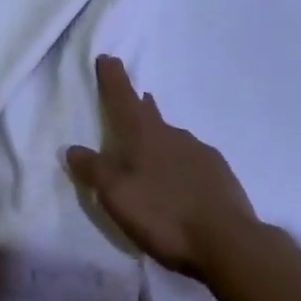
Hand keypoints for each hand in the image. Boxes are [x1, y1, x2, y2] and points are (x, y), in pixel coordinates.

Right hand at [66, 54, 257, 278]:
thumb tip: (72, 148)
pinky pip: (193, 160)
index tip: (108, 57)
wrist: (228, 242)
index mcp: (143, 134)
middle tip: (136, 97)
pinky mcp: (220, 174)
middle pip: (149, 113)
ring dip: (161, 136)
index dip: (113, 78)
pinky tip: (182, 180)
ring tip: (153, 147)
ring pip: (173, 137)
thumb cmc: (164, 214)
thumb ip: (93, 170)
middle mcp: (172, 134)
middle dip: (139, 104)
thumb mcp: (116, 195)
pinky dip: (182, 163)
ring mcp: (199, 152)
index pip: (122, 97)